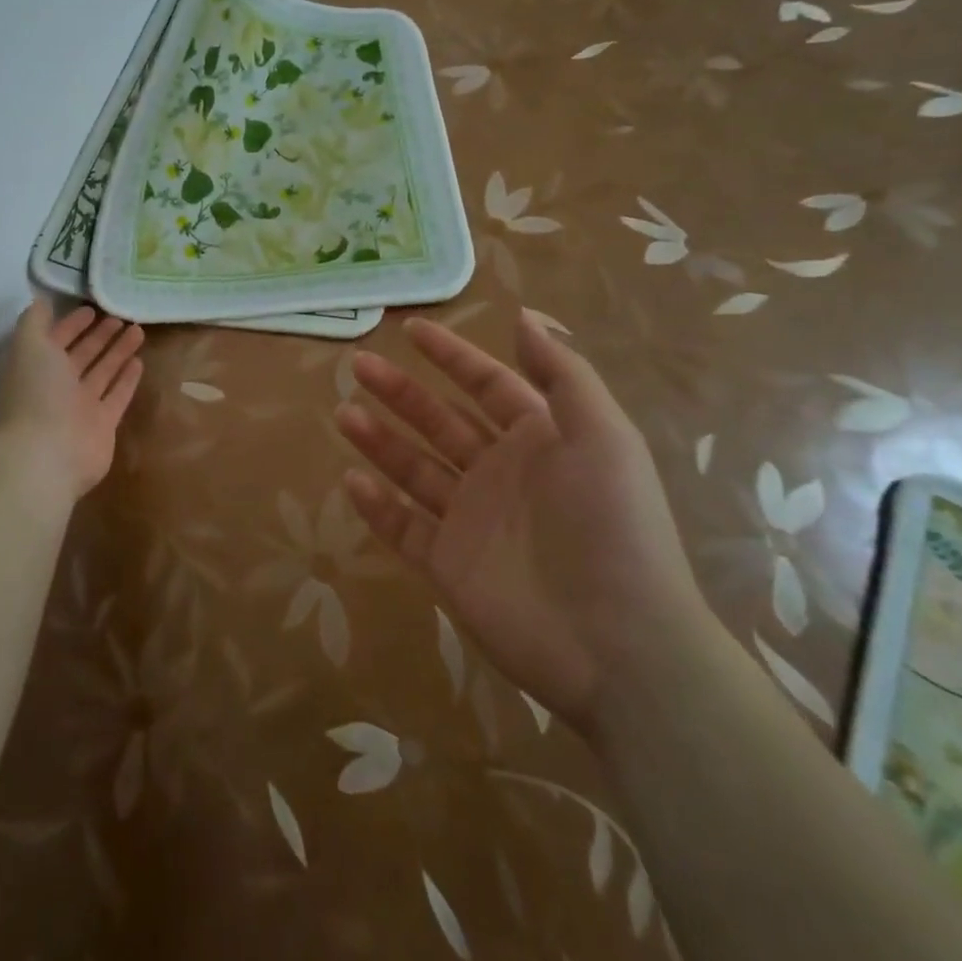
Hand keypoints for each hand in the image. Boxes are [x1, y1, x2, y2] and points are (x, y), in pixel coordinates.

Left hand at [0, 301, 144, 499]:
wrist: (50, 454)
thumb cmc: (38, 394)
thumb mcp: (29, 347)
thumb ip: (33, 321)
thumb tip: (41, 301)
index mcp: (37, 368)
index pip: (56, 340)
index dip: (71, 324)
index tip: (92, 308)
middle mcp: (58, 387)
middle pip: (82, 355)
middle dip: (99, 335)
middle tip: (121, 316)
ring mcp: (81, 407)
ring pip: (102, 372)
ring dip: (118, 351)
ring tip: (138, 330)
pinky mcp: (103, 424)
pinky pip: (117, 395)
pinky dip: (127, 379)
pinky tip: (139, 361)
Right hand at [334, 309, 706, 737]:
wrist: (618, 645)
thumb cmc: (610, 525)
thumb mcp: (602, 435)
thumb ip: (562, 374)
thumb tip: (523, 315)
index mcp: (538, 440)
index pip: (486, 384)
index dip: (451, 355)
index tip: (410, 329)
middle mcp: (500, 474)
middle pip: (439, 421)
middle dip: (400, 392)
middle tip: (358, 366)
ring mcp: (471, 521)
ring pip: (414, 470)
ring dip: (379, 440)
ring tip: (343, 413)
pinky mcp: (449, 567)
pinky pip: (404, 529)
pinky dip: (377, 507)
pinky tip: (351, 480)